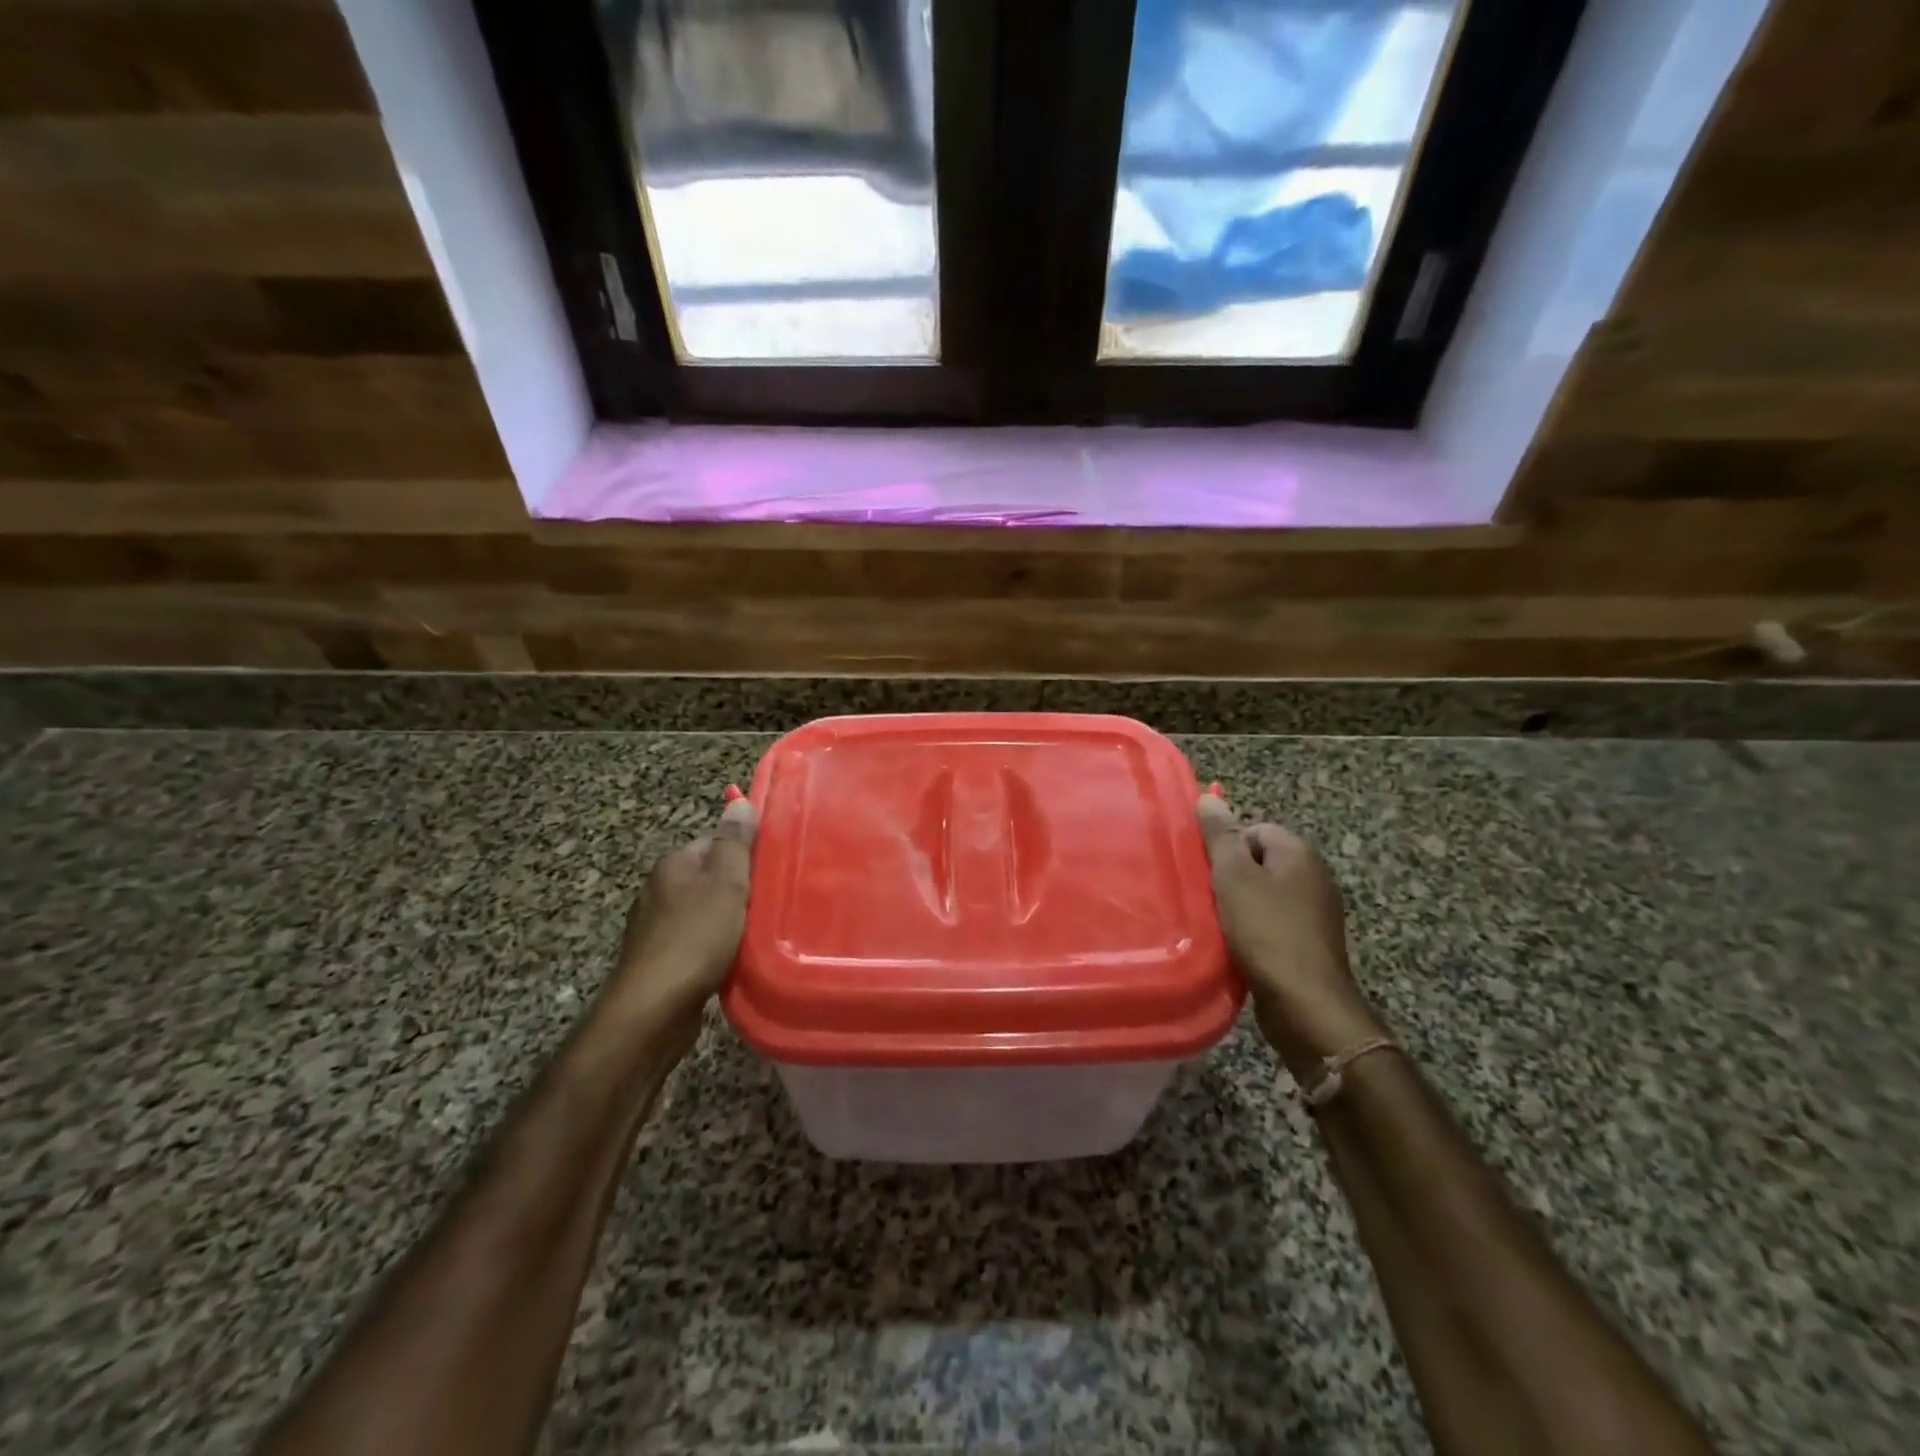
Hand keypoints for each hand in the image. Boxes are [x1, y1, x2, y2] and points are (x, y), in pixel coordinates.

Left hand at [601, 797, 758, 1033]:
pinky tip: (734, 959)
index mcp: (673, 864)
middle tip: (772, 901)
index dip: (744, 855)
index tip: (772, 870)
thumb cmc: (695, 937)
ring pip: (704, 912)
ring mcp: (656, 927)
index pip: (714, 843)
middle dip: (739, 889)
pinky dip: (716, 947)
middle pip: (710, 878)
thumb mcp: (726, 883)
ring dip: (729, 921)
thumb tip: (739, 799)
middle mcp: (659, 889)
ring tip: (759, 932)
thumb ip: (735, 842)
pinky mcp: (661, 960)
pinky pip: (697, 942)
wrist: (654, 1009)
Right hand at [1197, 793, 1386, 1081]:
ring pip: (1264, 895)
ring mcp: (1316, 912)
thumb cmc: (1265, 931)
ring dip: (1238, 906)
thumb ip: (1220, 836)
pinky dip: (1252, 930)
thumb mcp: (1233, 877)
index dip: (1226, 847)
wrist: (1305, 1003)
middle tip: (1206, 896)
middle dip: (1230, 877)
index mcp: (1299, 853)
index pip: (1254, 829)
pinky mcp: (1310, 943)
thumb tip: (1209, 797)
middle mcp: (1314, 876)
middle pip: (1259, 862)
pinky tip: (1235, 945)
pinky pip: (1273, 923)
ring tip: (1216, 923)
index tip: (1206, 871)